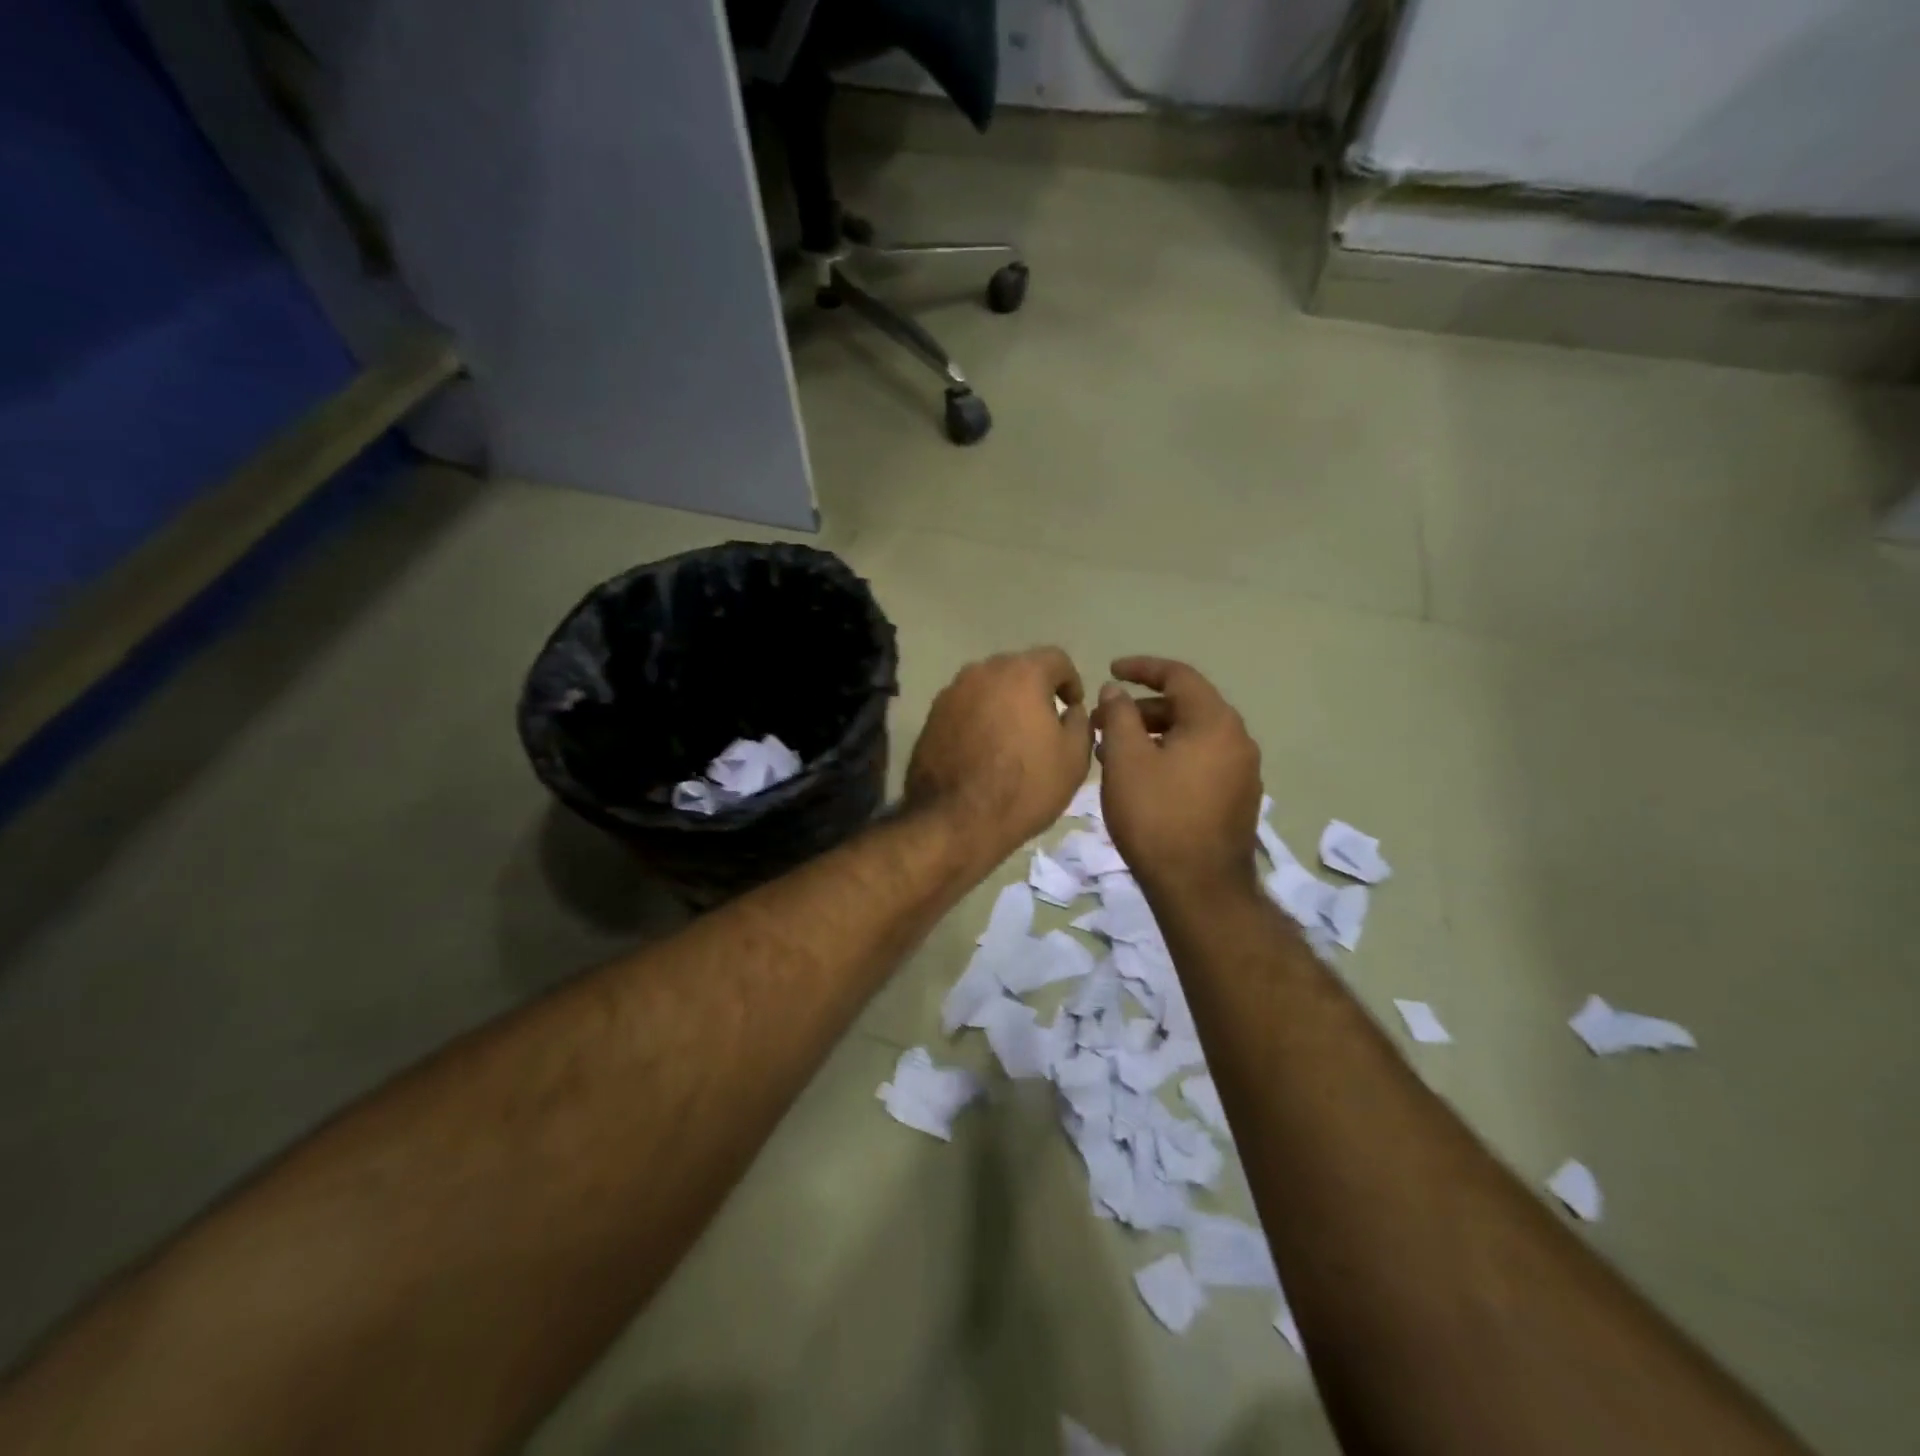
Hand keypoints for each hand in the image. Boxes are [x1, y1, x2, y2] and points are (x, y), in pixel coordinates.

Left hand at [906, 648, 1093, 864]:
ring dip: (1004, 703)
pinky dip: (979, 719)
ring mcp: (952, 692)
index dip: (1071, 681)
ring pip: (988, 687)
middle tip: (1044, 723)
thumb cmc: (1025, 787)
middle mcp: (983, 672)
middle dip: (1035, 690)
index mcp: (1022, 673)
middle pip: (1018, 669)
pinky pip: (965, 707)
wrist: (956, 820)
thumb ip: (1080, 722)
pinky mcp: (932, 716)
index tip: (1072, 708)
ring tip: (1012, 738)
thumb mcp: (1074, 758)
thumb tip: (1069, 710)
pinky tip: (984, 750)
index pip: (1056, 658)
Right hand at [1094, 656, 1262, 900]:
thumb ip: (1118, 716)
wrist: (1199, 890)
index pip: (1179, 676)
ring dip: (1153, 735)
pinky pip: (1200, 762)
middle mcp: (1237, 740)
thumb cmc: (1157, 817)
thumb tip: (1116, 691)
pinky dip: (1169, 757)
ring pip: (1192, 737)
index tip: (1110, 670)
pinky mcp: (1237, 800)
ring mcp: (1242, 772)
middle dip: (1141, 708)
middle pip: (1187, 706)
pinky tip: (1140, 778)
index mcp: (1215, 722)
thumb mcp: (1126, 760)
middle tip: (1104, 721)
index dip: (1142, 668)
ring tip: (1114, 752)